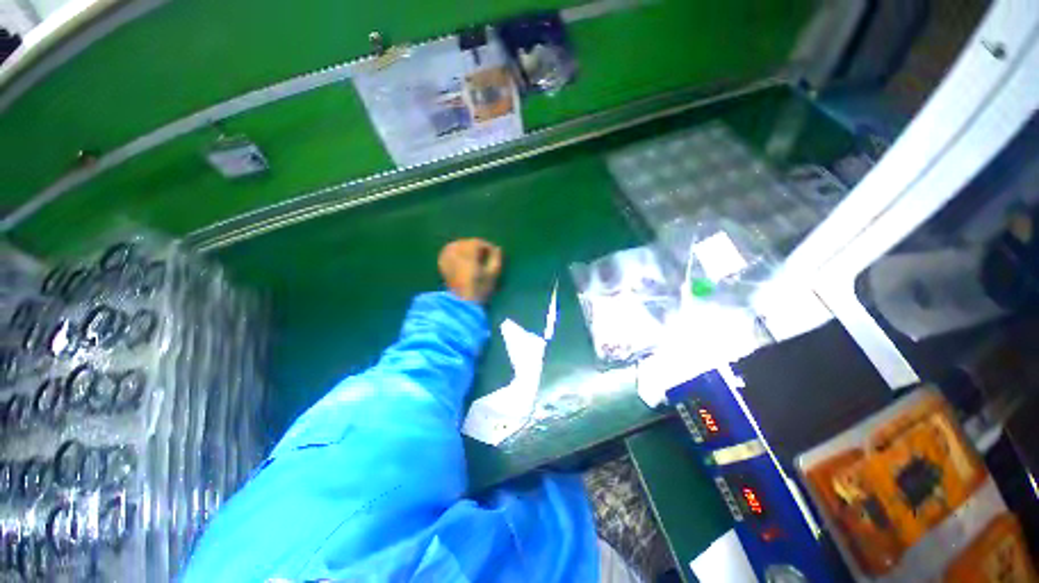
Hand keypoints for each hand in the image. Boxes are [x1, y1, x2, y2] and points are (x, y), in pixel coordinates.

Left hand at [438, 239, 502, 303]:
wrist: (463, 303)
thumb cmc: (480, 289)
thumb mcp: (493, 274)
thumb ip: (496, 259)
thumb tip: (497, 248)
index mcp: (468, 255)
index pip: (477, 242)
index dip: (487, 246)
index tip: (493, 253)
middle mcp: (456, 254)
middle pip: (466, 243)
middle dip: (476, 247)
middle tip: (484, 255)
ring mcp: (447, 259)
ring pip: (456, 245)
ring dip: (465, 247)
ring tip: (473, 256)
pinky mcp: (443, 265)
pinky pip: (447, 252)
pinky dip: (454, 251)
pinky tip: (459, 257)